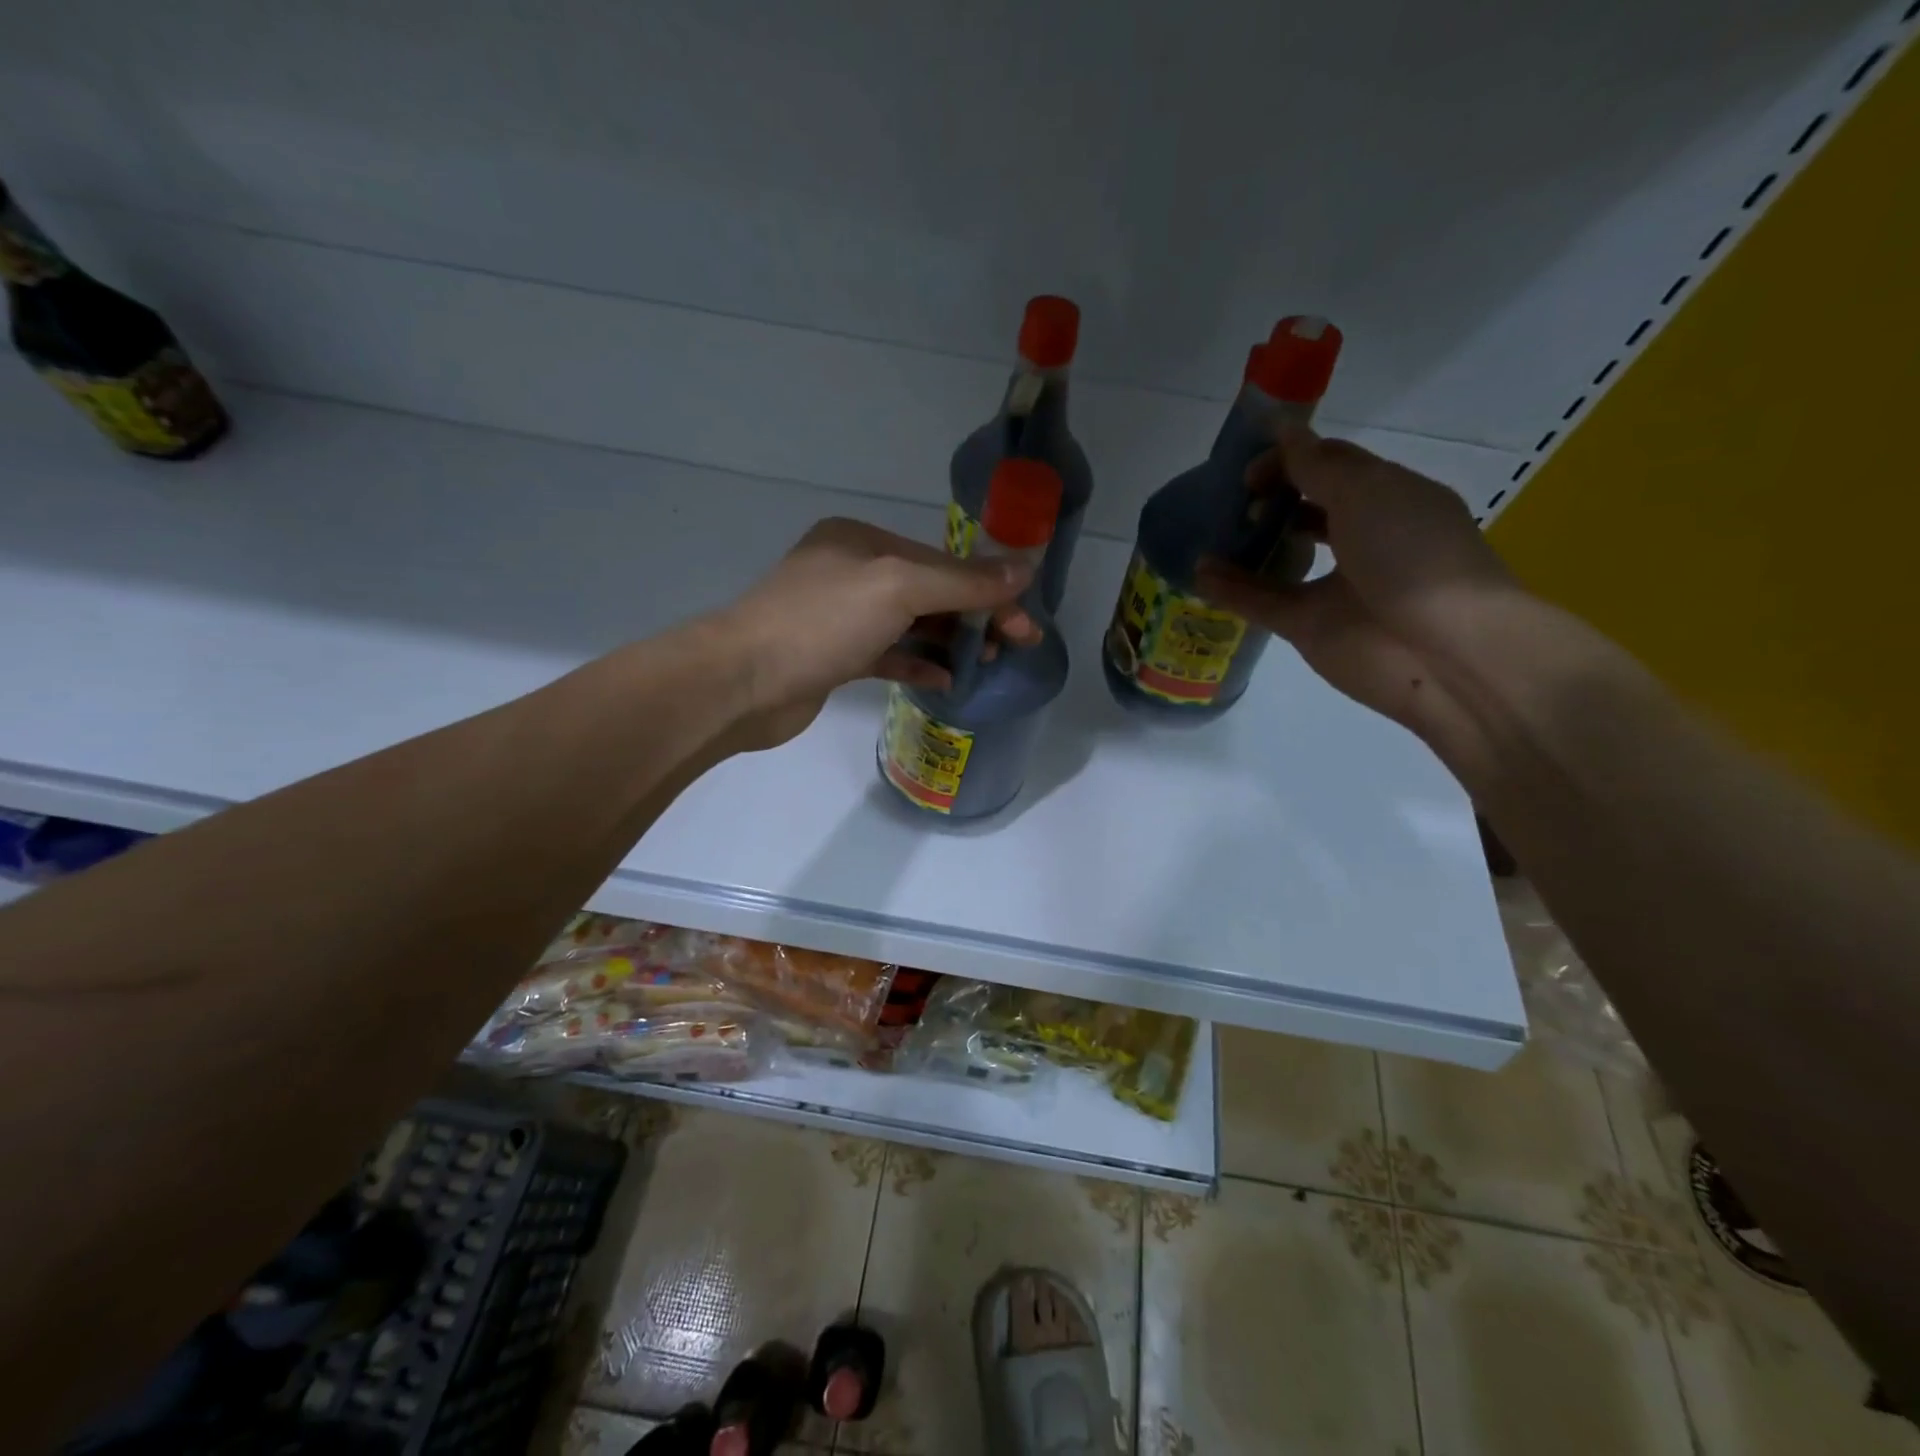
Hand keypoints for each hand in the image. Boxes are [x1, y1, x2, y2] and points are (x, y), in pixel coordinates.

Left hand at [713, 517, 1040, 748]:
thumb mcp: (897, 588)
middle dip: (973, 615)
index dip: (987, 588)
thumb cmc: (822, 622)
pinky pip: (888, 654)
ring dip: (950, 641)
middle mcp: (851, 572)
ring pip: (910, 624)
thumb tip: (1023, 571)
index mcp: (862, 540)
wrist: (743, 682)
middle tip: (1014, 644)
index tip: (1025, 620)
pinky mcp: (834, 657)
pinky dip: (919, 663)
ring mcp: (840, 617)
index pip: (941, 561)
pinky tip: (946, 679)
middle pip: (929, 591)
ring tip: (987, 662)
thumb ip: (962, 581)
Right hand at [1195, 428, 1523, 733]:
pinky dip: (1231, 589)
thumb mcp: (1367, 493)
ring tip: (1210, 531)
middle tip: (1231, 499)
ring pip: (1282, 559)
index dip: (1292, 458)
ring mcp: (1334, 586)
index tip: (1250, 466)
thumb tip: (1280, 429)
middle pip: (1307, 510)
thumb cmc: (1413, 555)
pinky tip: (1199, 574)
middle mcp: (1363, 539)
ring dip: (1248, 544)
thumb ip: (1316, 466)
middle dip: (1271, 498)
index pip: (1334, 466)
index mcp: (1389, 498)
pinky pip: (1262, 602)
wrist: (1441, 650)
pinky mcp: (1309, 627)